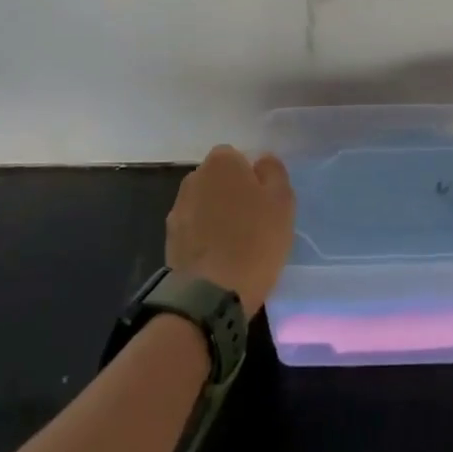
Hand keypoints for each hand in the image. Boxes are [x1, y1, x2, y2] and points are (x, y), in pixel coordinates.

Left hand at [166, 146, 295, 317]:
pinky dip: (205, 238)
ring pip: (206, 205)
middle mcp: (194, 178)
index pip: (238, 157)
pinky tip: (220, 258)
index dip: (252, 177)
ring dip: (217, 216)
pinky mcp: (170, 239)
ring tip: (237, 244)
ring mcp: (177, 209)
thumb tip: (261, 160)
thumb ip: (274, 172)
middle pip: (219, 180)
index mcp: (221, 162)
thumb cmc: (255, 241)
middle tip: (254, 222)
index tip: (264, 201)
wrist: (210, 294)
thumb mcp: (282, 201)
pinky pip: (195, 230)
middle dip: (232, 194)